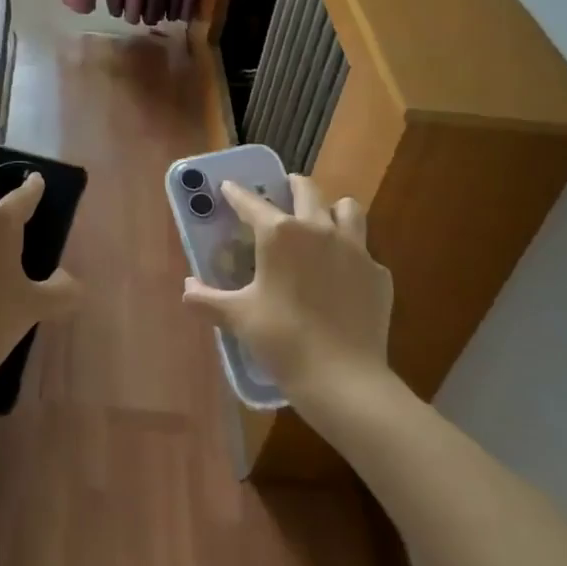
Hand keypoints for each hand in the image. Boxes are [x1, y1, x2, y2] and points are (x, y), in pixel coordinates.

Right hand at [183, 174, 394, 406]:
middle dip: (290, 186)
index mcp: (279, 234)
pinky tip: (342, 277)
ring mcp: (355, 249)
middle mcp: (318, 229)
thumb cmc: (282, 340)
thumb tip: (187, 287)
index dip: (236, 193)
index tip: (228, 187)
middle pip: (306, 189)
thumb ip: (206, 299)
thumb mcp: (237, 318)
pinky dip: (351, 256)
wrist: (343, 379)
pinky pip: (364, 252)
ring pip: (347, 209)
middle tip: (281, 193)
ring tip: (321, 224)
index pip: (251, 202)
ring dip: (332, 209)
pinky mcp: (379, 274)